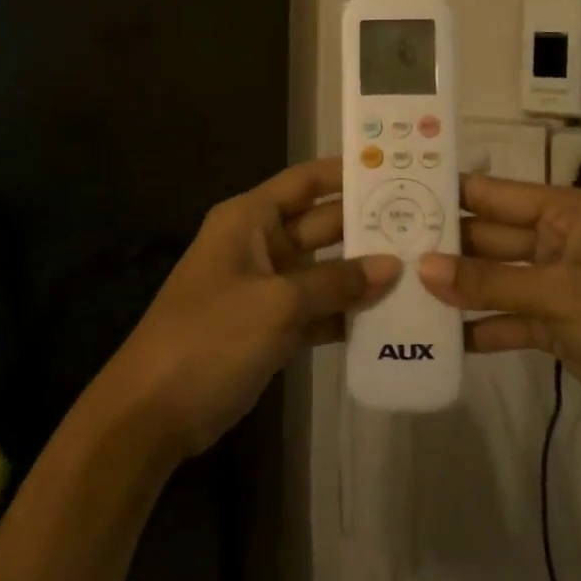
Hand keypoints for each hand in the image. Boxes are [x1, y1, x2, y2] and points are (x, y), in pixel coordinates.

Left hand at [102, 157, 398, 460]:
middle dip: (366, 226)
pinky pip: (316, 309)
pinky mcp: (270, 327)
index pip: (305, 182)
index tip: (397, 169)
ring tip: (421, 269)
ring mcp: (264, 288)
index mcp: (249, 220)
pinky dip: (345, 313)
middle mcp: (258, 245)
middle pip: (321, 225)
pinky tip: (390, 318)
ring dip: (362, 274)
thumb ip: (336, 282)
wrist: (153, 411)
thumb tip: (391, 265)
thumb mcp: (277, 303)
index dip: (346, 173)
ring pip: (323, 270)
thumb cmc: (210, 337)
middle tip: (427, 224)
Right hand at [417, 175, 580, 440]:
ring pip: (493, 278)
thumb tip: (422, 268)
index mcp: (566, 212)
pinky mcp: (553, 323)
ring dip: (457, 287)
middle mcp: (557, 240)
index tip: (399, 194)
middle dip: (444, 246)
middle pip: (489, 237)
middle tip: (387, 248)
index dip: (451, 195)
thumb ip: (488, 282)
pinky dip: (478, 326)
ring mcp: (554, 283)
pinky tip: (437, 336)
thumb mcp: (558, 295)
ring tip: (401, 289)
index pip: (496, 195)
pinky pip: (505, 317)